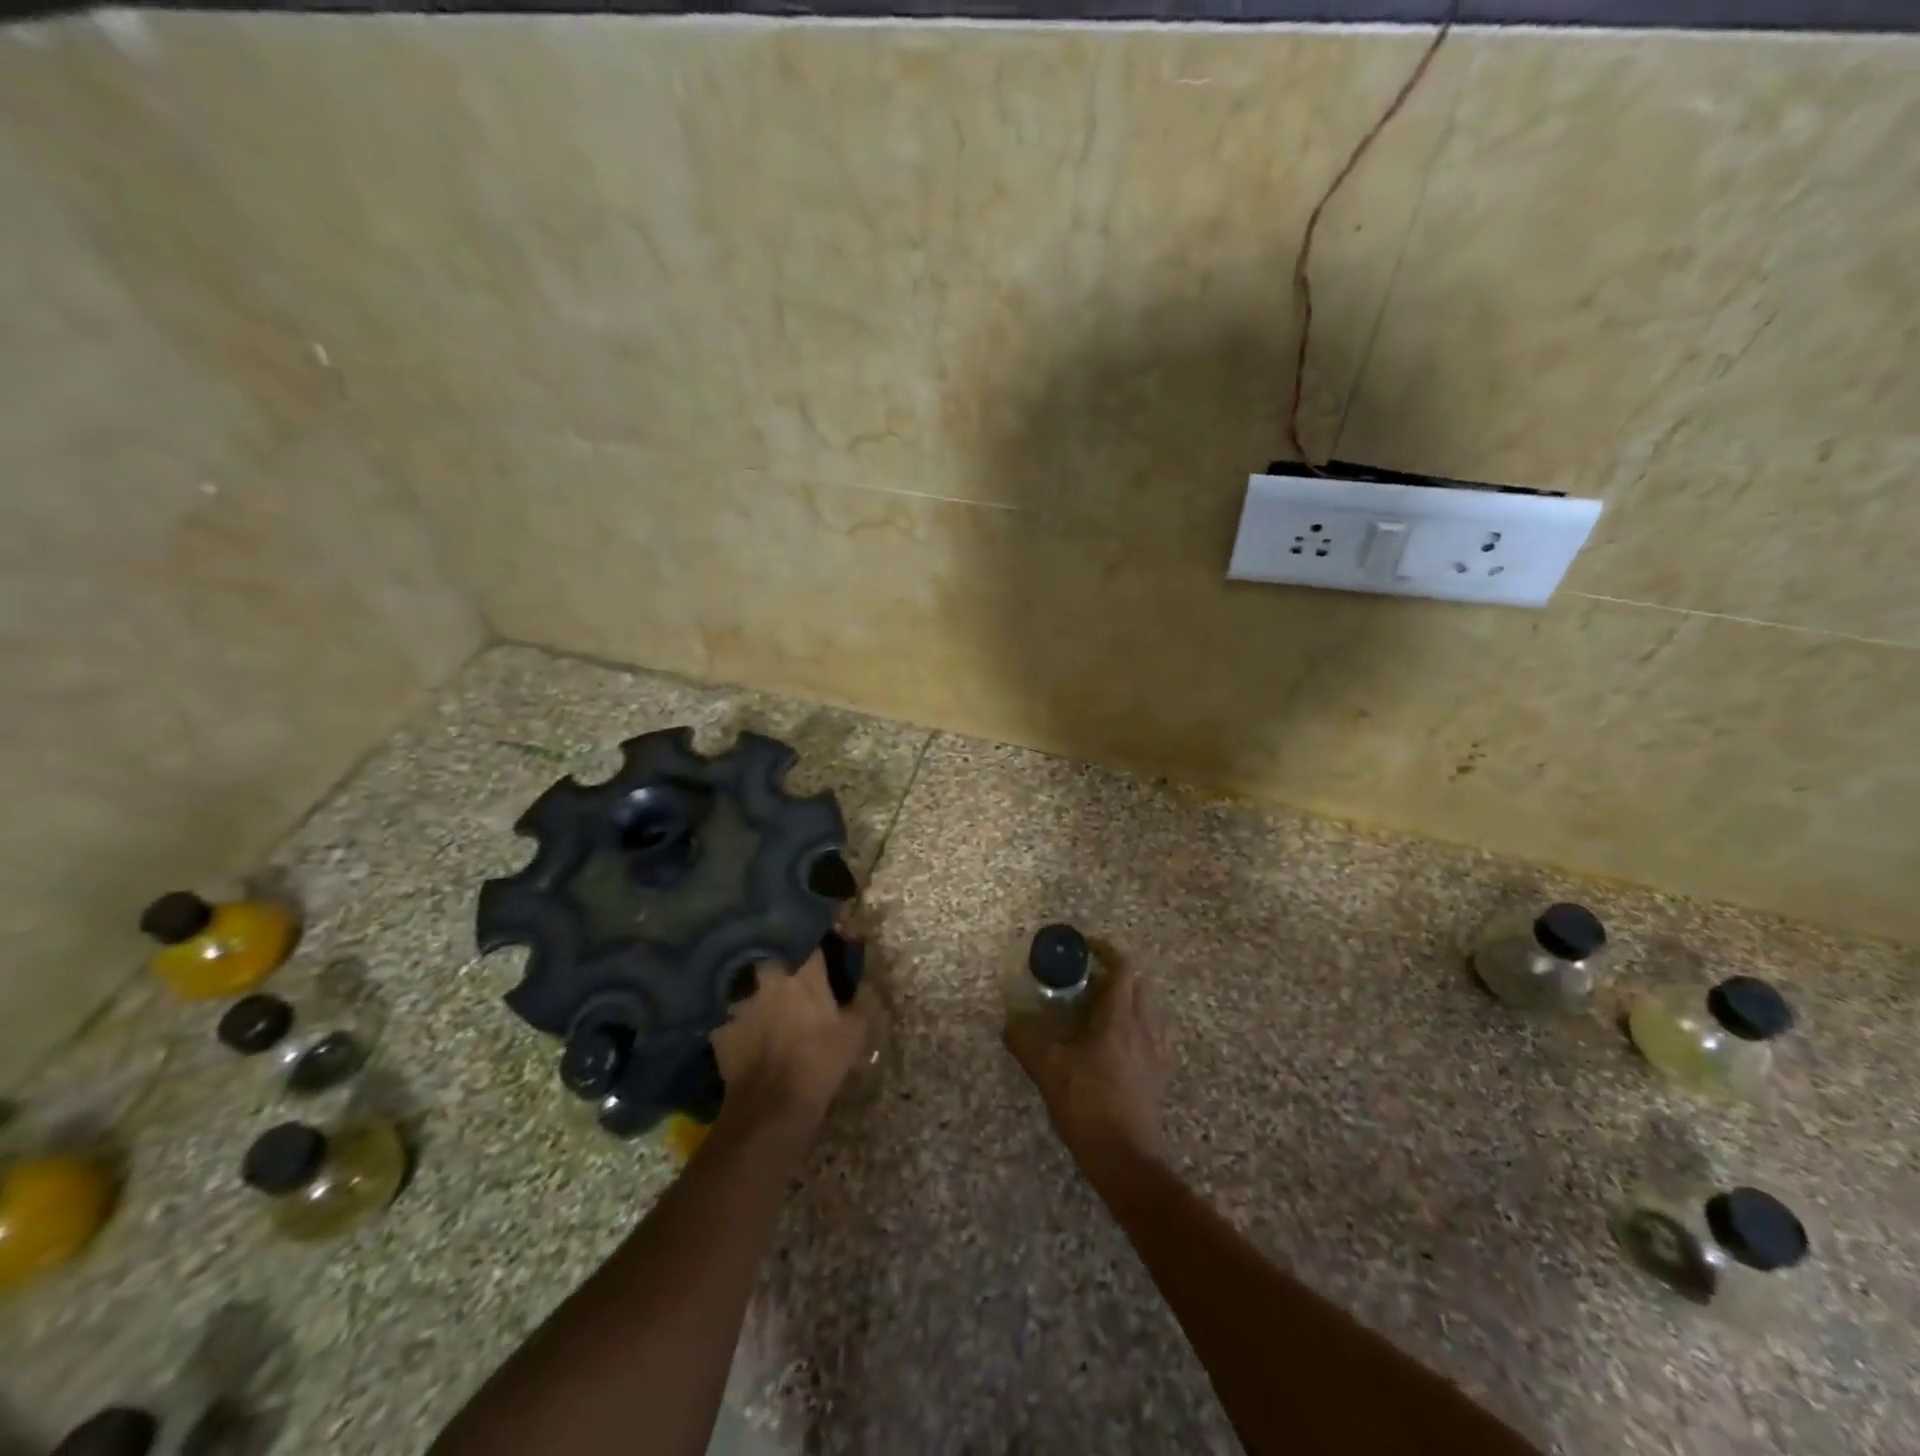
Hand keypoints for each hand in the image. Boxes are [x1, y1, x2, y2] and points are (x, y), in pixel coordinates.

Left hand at [712, 950, 871, 1134]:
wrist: (772, 1106)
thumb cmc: (820, 1062)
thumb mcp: (855, 1032)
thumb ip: (856, 1002)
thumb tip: (855, 989)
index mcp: (804, 972)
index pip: (810, 939)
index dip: (817, 941)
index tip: (824, 943)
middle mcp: (769, 976)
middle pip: (774, 954)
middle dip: (782, 959)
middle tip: (792, 972)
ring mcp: (740, 999)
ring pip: (749, 982)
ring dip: (758, 988)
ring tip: (766, 1000)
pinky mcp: (720, 1025)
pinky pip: (731, 1012)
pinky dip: (739, 1017)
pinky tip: (747, 1030)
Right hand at [1003, 952, 1171, 1174]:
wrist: (1124, 1157)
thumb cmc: (1087, 1104)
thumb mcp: (1047, 1068)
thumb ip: (1025, 1039)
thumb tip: (1010, 1021)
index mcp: (1119, 1017)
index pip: (1122, 968)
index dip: (1106, 952)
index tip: (1085, 949)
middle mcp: (1144, 1027)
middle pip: (1138, 984)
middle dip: (1115, 974)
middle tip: (1088, 981)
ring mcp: (1157, 1052)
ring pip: (1150, 1009)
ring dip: (1130, 999)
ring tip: (1105, 1008)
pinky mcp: (1161, 1074)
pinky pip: (1157, 1036)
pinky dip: (1142, 1027)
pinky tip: (1125, 1041)